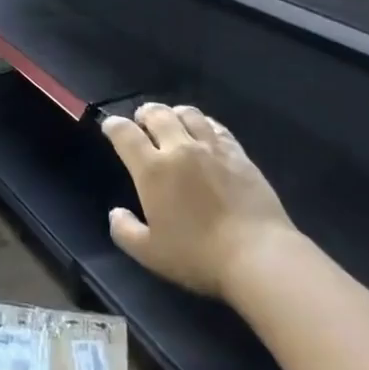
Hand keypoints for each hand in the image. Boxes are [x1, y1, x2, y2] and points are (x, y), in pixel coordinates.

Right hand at [101, 103, 297, 299]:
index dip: (113, 126)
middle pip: (158, 114)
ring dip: (174, 113)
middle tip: (141, 120)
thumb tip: (116, 213)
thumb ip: (125, 231)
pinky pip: (216, 127)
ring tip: (173, 120)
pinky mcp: (238, 154)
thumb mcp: (150, 254)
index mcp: (153, 169)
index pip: (125, 134)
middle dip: (144, 113)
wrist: (258, 255)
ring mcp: (212, 148)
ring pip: (189, 113)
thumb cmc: (198, 256)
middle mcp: (180, 148)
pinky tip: (204, 131)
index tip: (110, 127)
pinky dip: (204, 123)